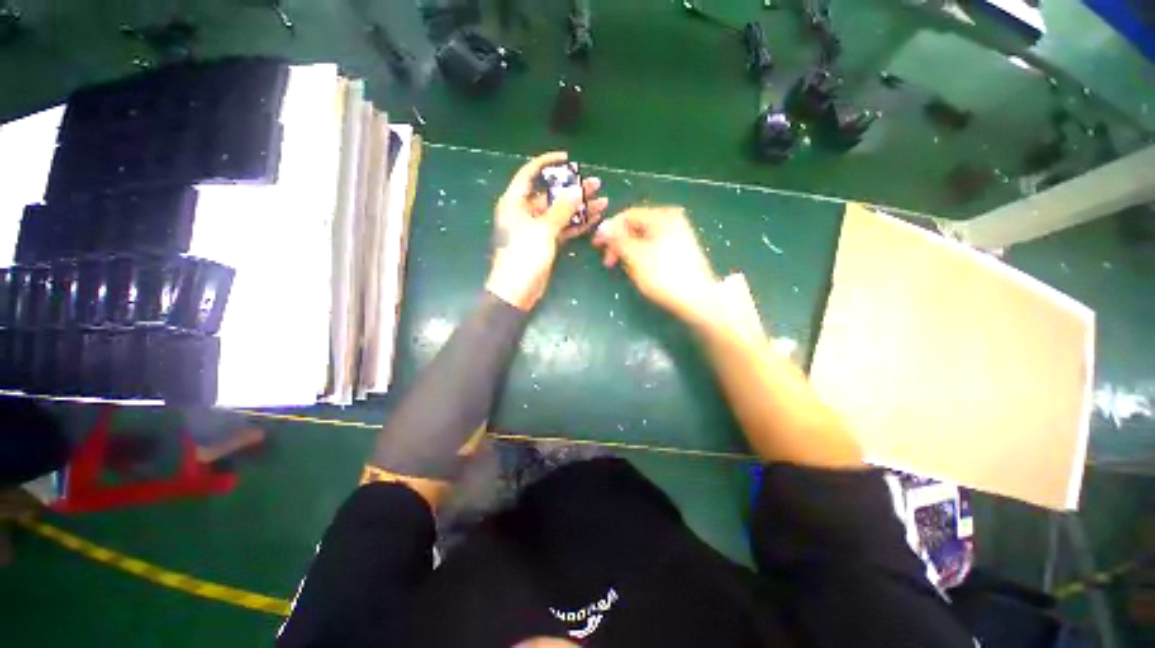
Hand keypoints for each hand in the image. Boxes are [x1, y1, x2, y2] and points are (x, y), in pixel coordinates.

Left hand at [486, 152, 607, 309]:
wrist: (517, 291)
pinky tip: (594, 218)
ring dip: (580, 208)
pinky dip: (578, 224)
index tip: (568, 158)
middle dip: (574, 189)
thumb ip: (561, 210)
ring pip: (561, 213)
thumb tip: (577, 191)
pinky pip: (564, 229)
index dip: (547, 163)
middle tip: (596, 184)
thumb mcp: (542, 230)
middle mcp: (525, 212)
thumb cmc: (523, 256)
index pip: (529, 174)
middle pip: (551, 195)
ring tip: (602, 201)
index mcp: (515, 203)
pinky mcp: (546, 243)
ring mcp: (537, 229)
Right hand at [592, 207, 718, 324]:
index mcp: (663, 217)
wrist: (697, 300)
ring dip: (628, 251)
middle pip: (636, 227)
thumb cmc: (664, 276)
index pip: (628, 215)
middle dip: (619, 243)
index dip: (609, 229)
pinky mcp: (679, 251)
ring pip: (643, 239)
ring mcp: (678, 236)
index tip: (596, 246)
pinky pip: (653, 247)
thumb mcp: (636, 256)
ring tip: (623, 268)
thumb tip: (602, 226)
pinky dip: (641, 256)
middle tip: (608, 262)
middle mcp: (672, 221)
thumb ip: (617, 240)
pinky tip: (637, 269)